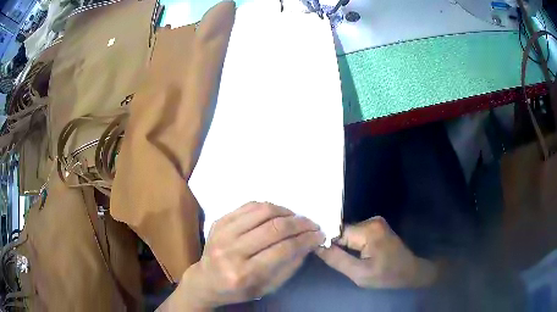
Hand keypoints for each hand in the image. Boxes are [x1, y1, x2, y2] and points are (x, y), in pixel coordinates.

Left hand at [174, 202, 324, 308]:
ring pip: (261, 212)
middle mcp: (231, 251)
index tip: (319, 235)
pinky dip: (268, 207)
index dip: (305, 240)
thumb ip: (289, 266)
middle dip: (300, 224)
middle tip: (312, 224)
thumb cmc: (239, 289)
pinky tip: (278, 213)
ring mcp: (222, 233)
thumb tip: (308, 243)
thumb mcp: (268, 287)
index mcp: (244, 274)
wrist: (206, 280)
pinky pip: (248, 206)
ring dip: (285, 212)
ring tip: (296, 218)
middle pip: (273, 228)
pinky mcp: (219, 222)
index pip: (282, 250)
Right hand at [316, 217, 436, 287]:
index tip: (324, 256)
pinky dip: (353, 244)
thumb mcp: (359, 274)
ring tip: (350, 259)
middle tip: (339, 261)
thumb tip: (316, 246)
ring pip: (349, 233)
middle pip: (343, 231)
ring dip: (346, 246)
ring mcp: (376, 222)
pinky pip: (357, 233)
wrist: (409, 271)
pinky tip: (357, 255)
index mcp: (368, 230)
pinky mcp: (377, 227)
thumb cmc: (386, 275)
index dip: (329, 244)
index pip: (337, 232)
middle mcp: (372, 220)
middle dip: (339, 246)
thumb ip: (337, 260)